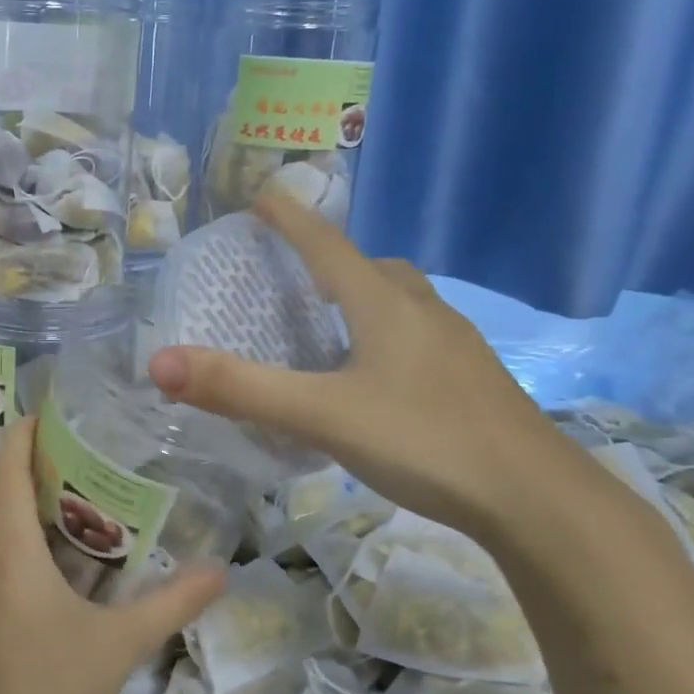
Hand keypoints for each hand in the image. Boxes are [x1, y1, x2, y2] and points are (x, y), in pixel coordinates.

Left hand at [0, 416, 225, 693]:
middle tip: (60, 457)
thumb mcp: (122, 642)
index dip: (20, 436)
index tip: (44, 415)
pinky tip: (28, 557)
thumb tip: (222, 572)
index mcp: (10, 551)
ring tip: (47, 499)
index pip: (6, 471)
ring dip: (2, 500)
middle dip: (15, 464)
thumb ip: (174, 602)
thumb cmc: (56, 690)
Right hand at [147, 192, 588, 540]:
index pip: (327, 246)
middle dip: (331, 260)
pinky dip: (388, 334)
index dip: (291, 219)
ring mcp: (456, 345)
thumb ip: (241, 390)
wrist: (535, 497)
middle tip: (296, 275)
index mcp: (384, 305)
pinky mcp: (472, 379)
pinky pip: (419, 335)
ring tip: (332, 323)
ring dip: (364, 297)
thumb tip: (158, 362)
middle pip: (371, 268)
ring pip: (402, 301)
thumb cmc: (424, 441)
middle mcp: (422, 311)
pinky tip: (378, 376)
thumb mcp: (322, 415)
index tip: (264, 195)